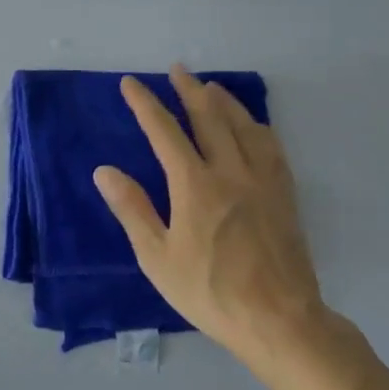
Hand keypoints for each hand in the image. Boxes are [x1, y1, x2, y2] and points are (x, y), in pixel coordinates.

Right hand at [93, 66, 333, 374]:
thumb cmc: (210, 291)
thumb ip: (132, 209)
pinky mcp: (284, 195)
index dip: (145, 104)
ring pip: (243, 126)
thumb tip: (104, 171)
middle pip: (209, 117)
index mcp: (194, 185)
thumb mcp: (158, 257)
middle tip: (176, 69)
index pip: (164, 131)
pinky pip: (271, 147)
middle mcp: (230, 171)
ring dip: (224, 101)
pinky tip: (253, 125)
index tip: (130, 84)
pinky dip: (257, 126)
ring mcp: (262, 181)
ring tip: (210, 86)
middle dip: (189, 90)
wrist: (281, 320)